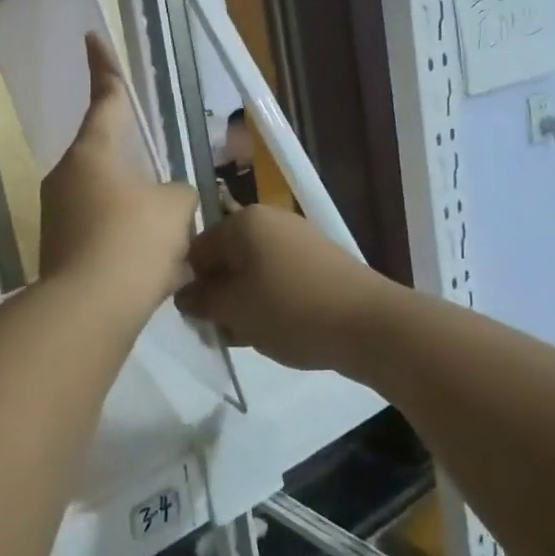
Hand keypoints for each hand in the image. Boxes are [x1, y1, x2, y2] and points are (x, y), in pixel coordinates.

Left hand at [39, 36, 197, 312]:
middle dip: (138, 175)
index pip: (104, 99)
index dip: (104, 67)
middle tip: (167, 201)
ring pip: (109, 203)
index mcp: (93, 153)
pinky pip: (102, 236)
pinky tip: (152, 272)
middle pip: (109, 160)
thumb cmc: (134, 240)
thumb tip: (166, 200)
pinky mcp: (58, 251)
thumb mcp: (175, 208)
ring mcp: (57, 216)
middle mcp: (66, 177)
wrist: (90, 307)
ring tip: (170, 247)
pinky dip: (126, 246)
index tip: (92, 37)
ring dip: (137, 217)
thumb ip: (176, 194)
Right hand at [177, 204, 387, 372]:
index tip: (198, 319)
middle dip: (220, 296)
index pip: (196, 250)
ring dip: (245, 302)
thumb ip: (201, 300)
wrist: (370, 324)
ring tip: (252, 335)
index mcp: (243, 221)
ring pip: (253, 271)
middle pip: (227, 259)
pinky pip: (281, 278)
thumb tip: (184, 294)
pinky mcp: (321, 260)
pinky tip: (278, 329)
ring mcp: (299, 238)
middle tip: (223, 331)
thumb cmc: (290, 310)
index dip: (191, 286)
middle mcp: (270, 220)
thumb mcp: (234, 309)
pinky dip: (272, 301)